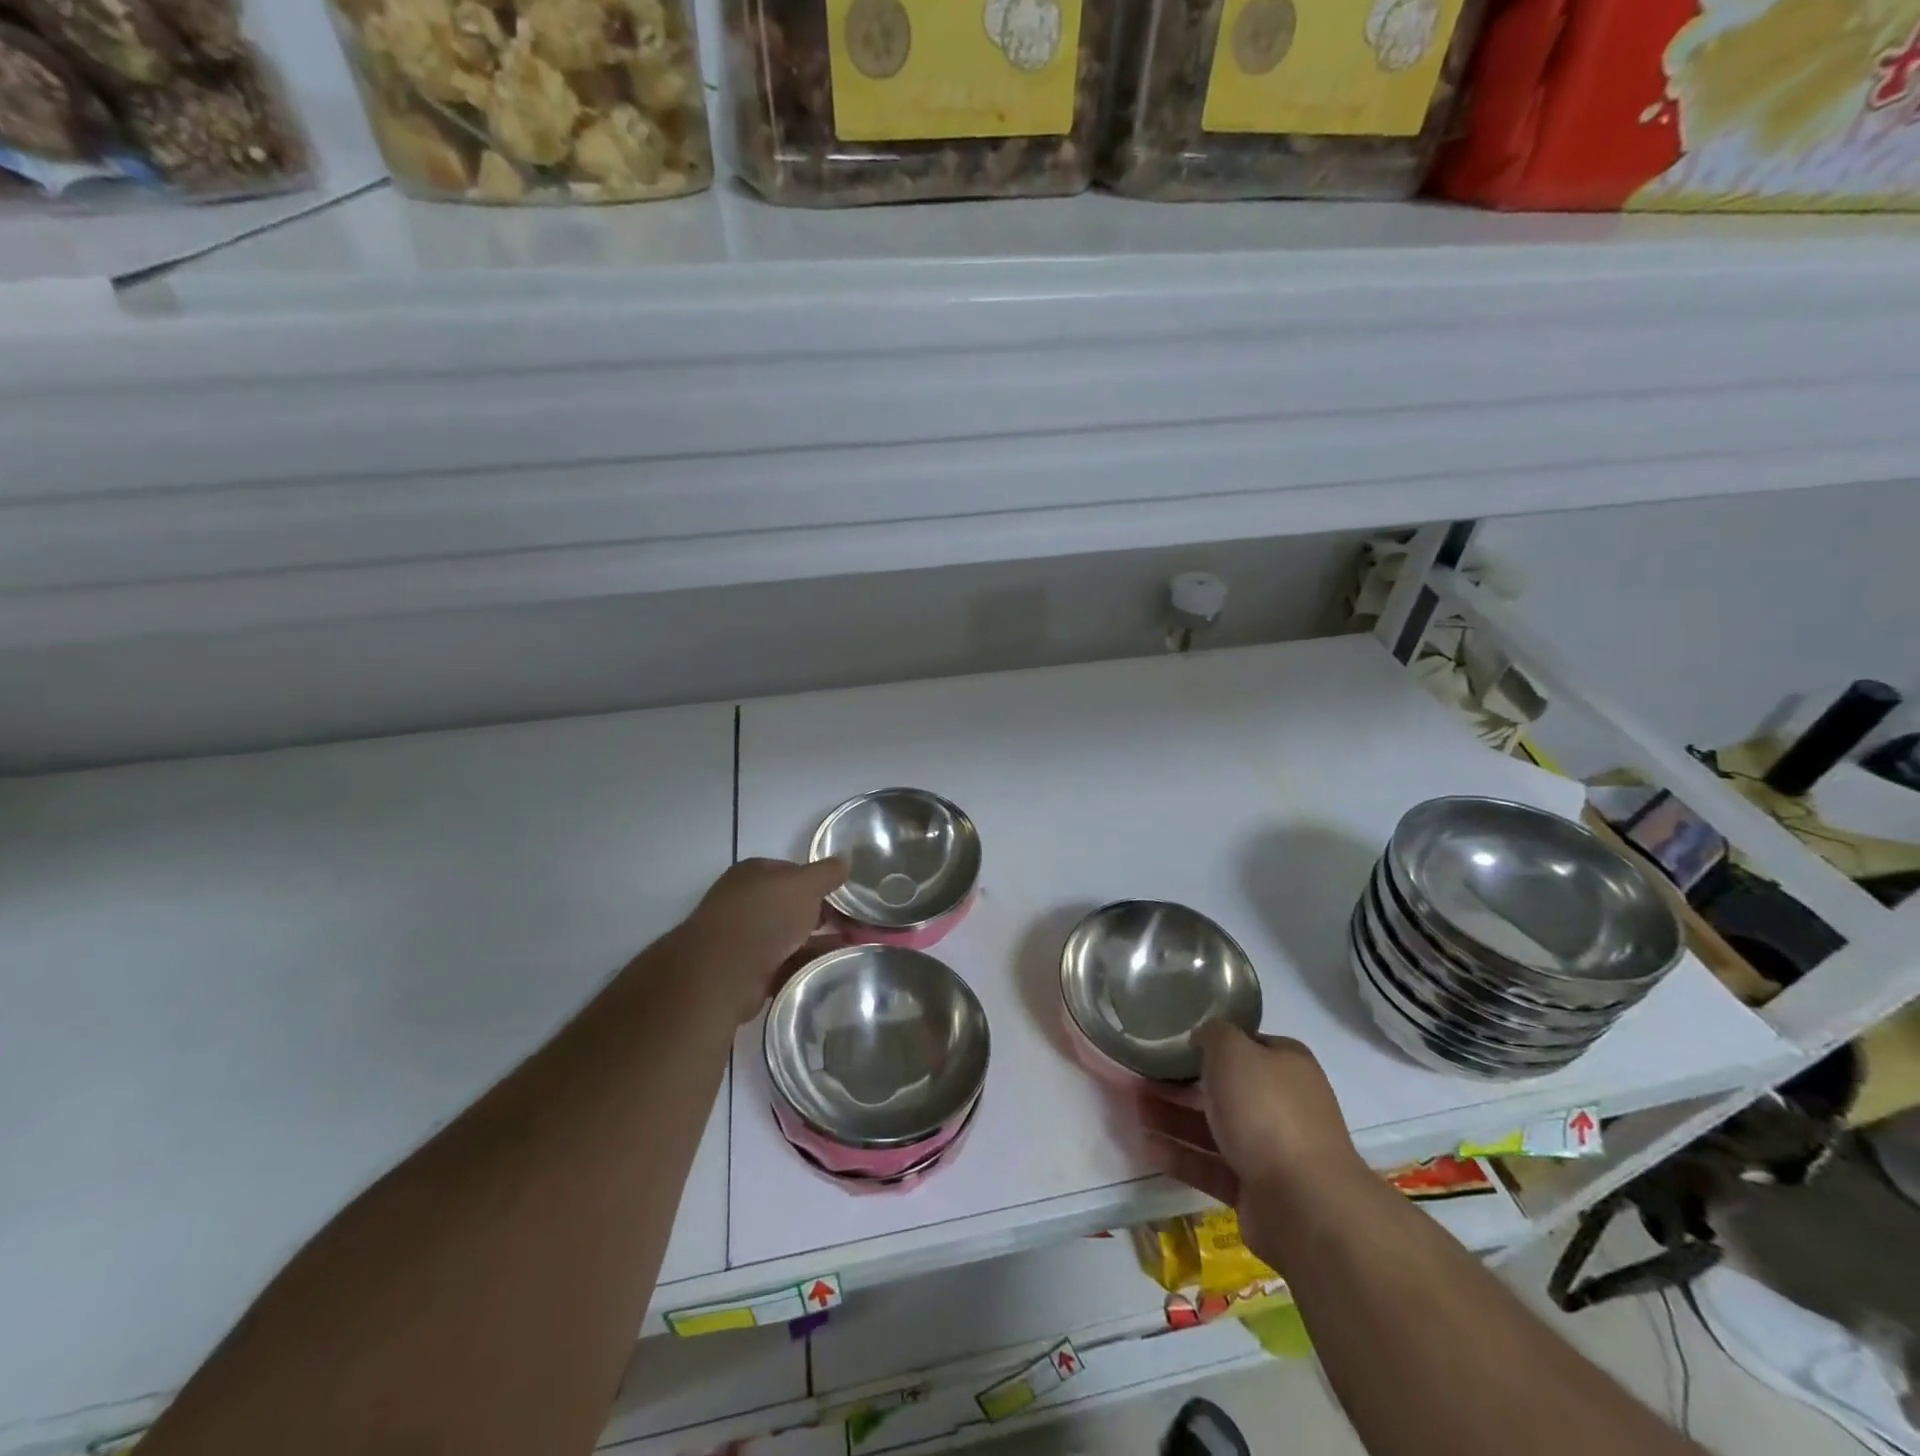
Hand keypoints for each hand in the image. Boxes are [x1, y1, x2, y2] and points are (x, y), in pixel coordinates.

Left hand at [682, 857, 848, 1021]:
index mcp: (754, 874)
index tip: (846, 897)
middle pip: (792, 906)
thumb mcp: (804, 885)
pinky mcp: (747, 971)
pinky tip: (830, 970)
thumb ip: (826, 873)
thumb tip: (844, 862)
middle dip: (822, 915)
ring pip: (790, 937)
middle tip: (854, 925)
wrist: (723, 972)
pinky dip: (805, 966)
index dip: (820, 883)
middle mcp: (746, 902)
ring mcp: (744, 938)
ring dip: (818, 943)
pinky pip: (785, 965)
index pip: (794, 872)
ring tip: (852, 949)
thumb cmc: (764, 916)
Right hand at [1136, 1022, 1365, 1269]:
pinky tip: (1145, 1144)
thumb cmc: (1266, 1111)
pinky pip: (1209, 1165)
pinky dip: (1179, 1154)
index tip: (1171, 1042)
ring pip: (1211, 1126)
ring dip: (1172, 1117)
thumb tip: (1202, 1036)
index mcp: (1286, 1066)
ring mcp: (1269, 1149)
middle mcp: (1281, 1104)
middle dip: (1180, 1082)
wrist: (1303, 1203)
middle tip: (1140, 1075)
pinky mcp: (1253, 1188)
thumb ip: (1214, 1035)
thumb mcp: (1234, 1051)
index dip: (1210, 1042)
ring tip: (1132, 1108)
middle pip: (1223, 1088)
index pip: (1245, 1045)